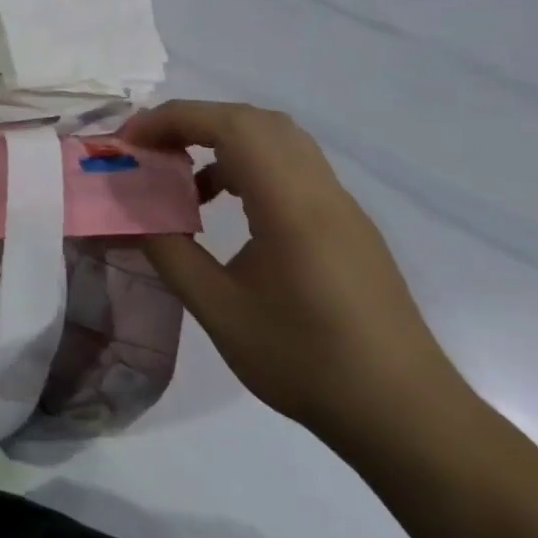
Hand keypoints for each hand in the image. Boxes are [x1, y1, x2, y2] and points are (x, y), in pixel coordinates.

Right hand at [121, 100, 464, 448]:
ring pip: (276, 139)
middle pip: (253, 120)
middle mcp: (320, 191)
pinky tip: (223, 205)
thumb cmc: (307, 363)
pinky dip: (248, 164)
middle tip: (151, 149)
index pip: (229, 126)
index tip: (131, 142)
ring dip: (222, 140)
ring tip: (181, 174)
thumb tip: (132, 215)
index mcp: (291, 206)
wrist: (407, 418)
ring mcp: (340, 206)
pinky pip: (292, 166)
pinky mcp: (347, 225)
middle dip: (193, 121)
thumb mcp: (220, 311)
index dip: (173, 119)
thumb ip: (169, 251)